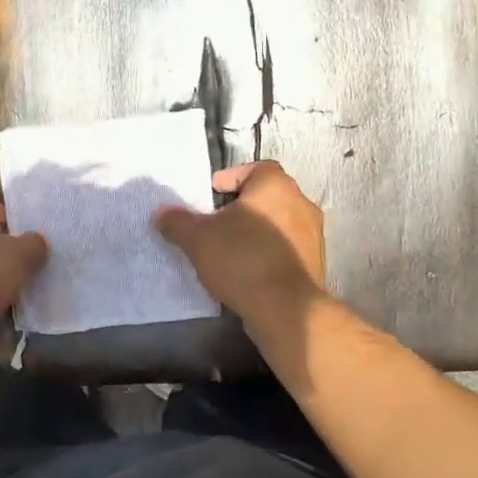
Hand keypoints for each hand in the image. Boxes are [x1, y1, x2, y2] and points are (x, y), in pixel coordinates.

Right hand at [154, 161, 324, 321]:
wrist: (286, 308)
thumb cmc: (242, 259)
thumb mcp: (198, 238)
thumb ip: (178, 222)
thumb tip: (162, 214)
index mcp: (276, 186)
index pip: (257, 168)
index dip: (232, 177)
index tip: (212, 193)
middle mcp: (301, 204)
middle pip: (268, 196)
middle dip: (242, 207)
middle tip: (217, 222)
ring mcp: (313, 236)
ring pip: (279, 224)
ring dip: (257, 231)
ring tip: (230, 249)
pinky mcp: (315, 264)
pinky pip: (286, 249)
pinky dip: (268, 253)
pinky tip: (248, 271)